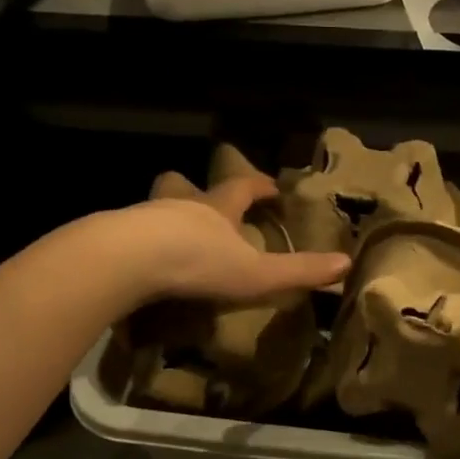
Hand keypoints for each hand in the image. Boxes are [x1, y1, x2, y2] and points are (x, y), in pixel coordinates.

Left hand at [125, 173, 349, 303]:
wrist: (127, 261)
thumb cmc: (198, 262)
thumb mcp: (257, 273)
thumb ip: (299, 271)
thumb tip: (346, 264)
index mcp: (216, 208)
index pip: (242, 187)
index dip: (259, 186)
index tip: (273, 188)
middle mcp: (179, 205)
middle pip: (184, 185)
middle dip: (193, 189)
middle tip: (199, 199)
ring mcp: (142, 218)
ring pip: (153, 206)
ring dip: (163, 215)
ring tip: (168, 235)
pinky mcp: (113, 238)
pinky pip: (128, 234)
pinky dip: (137, 244)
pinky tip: (140, 265)